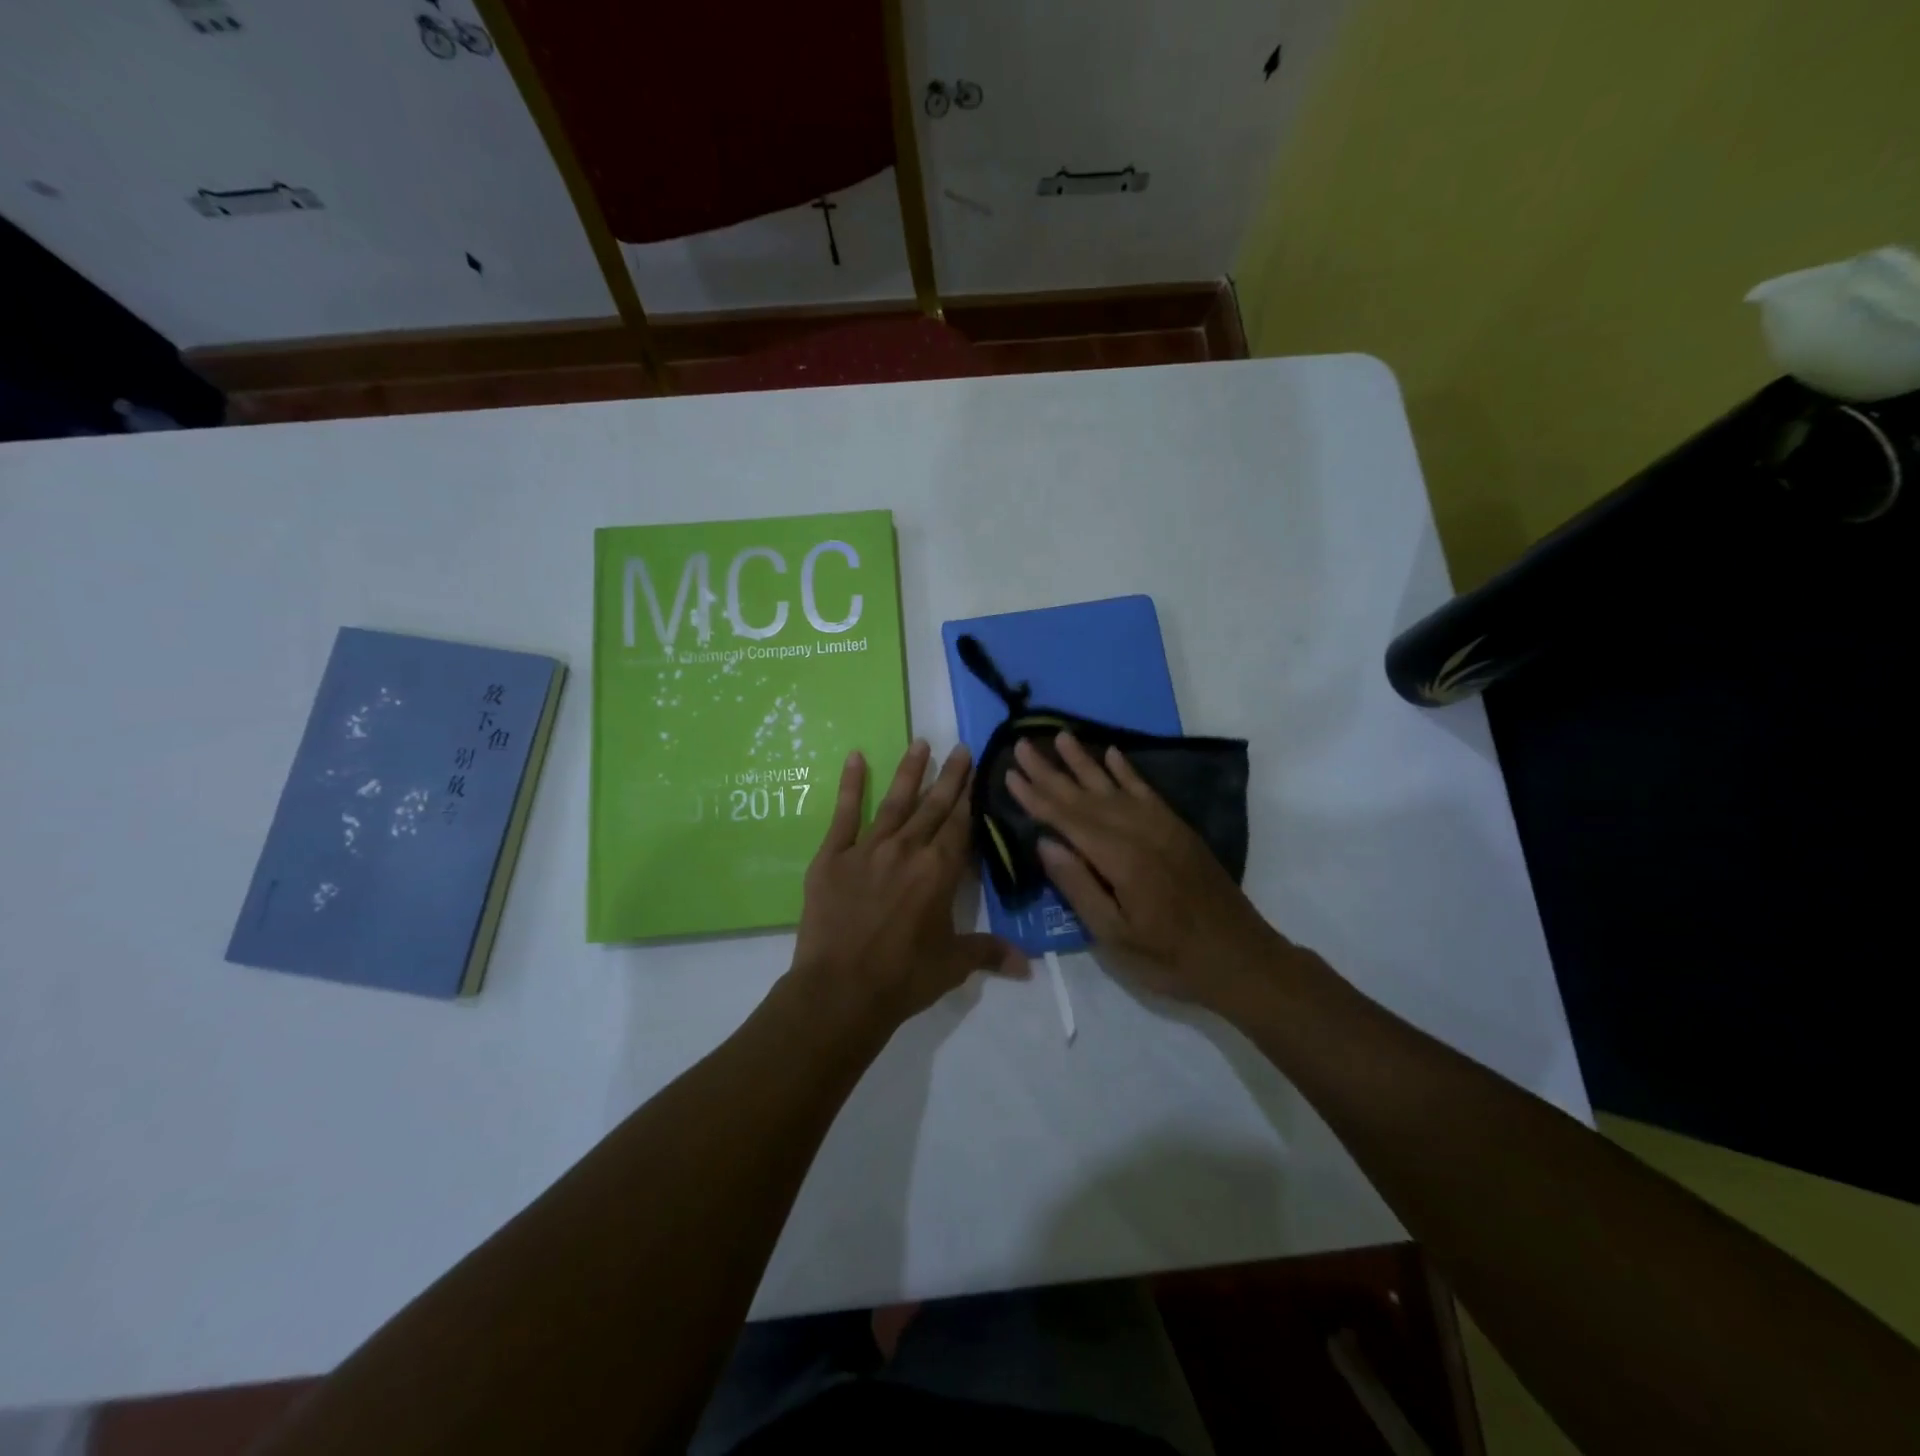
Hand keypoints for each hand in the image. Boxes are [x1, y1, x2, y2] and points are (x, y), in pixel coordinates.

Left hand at [791, 740, 1026, 1034]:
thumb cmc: (904, 977)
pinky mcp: (833, 856)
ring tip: (920, 742)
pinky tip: (855, 757)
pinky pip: (844, 813)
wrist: (840, 991)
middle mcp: (908, 849)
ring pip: (895, 801)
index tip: (978, 768)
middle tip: (960, 747)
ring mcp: (868, 848)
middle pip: (933, 806)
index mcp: (939, 871)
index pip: (961, 824)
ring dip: (909, 771)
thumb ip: (990, 953)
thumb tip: (1029, 967)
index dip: (971, 795)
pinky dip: (850, 784)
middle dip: (950, 776)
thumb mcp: (953, 965)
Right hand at [1005, 731, 1287, 1012]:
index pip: (1067, 819)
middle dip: (1051, 771)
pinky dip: (1127, 771)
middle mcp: (1140, 832)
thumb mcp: (1115, 936)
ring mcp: (1162, 826)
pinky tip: (1112, 754)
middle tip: (1023, 744)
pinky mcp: (1178, 829)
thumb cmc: (1170, 958)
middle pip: (1086, 796)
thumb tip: (1046, 843)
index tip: (1010, 773)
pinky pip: (1146, 791)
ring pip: (1114, 786)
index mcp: (1120, 859)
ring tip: (1061, 736)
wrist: (1241, 957)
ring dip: (1085, 761)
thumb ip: (1079, 886)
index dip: (1036, 797)